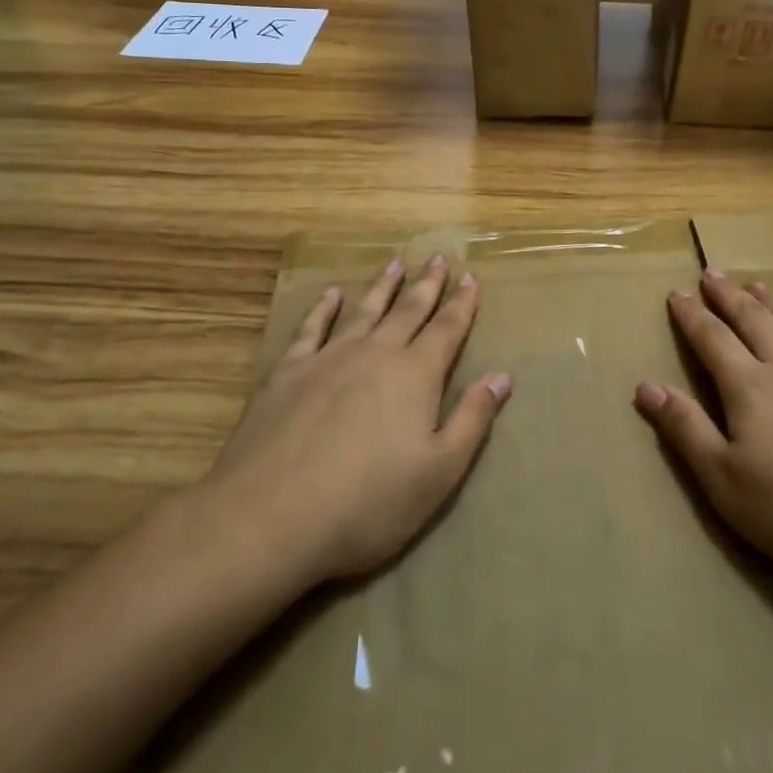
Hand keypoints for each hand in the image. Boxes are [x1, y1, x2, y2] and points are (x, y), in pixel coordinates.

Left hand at [201, 255, 510, 586]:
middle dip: (427, 284)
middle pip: (409, 310)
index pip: (447, 329)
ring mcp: (328, 358)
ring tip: (395, 264)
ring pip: (364, 311)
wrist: (271, 515)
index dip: (462, 303)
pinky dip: (323, 308)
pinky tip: (331, 294)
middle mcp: (376, 353)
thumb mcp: (439, 472)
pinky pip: (311, 328)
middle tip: (437, 257)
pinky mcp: (288, 372)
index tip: (470, 277)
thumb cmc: (368, 502)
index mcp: (415, 375)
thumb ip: (471, 419)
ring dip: (382, 287)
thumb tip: (501, 376)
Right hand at [633, 270, 772, 599]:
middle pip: (754, 321)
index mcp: (751, 389)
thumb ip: (686, 431)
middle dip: (729, 296)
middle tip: (713, 273)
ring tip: (759, 285)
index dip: (691, 315)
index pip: (712, 340)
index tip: (677, 292)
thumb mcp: (727, 484)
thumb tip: (646, 385)